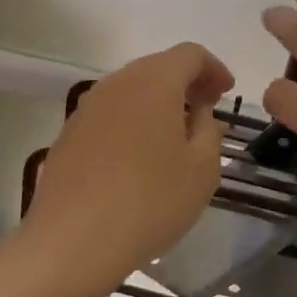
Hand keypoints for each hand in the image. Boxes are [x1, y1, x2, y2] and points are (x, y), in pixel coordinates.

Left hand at [27, 43, 233, 286]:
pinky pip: (111, 114)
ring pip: (132, 90)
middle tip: (207, 110)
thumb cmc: (150, 201)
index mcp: (154, 82)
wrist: (71, 243)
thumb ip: (209, 131)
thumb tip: (199, 114)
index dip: (213, 68)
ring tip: (176, 134)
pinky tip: (140, 156)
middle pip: (158, 66)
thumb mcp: (202, 170)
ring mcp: (87, 107)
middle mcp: (117, 83)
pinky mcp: (69, 134)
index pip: (190, 54)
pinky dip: (133, 121)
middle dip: (186, 83)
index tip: (227, 93)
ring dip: (158, 102)